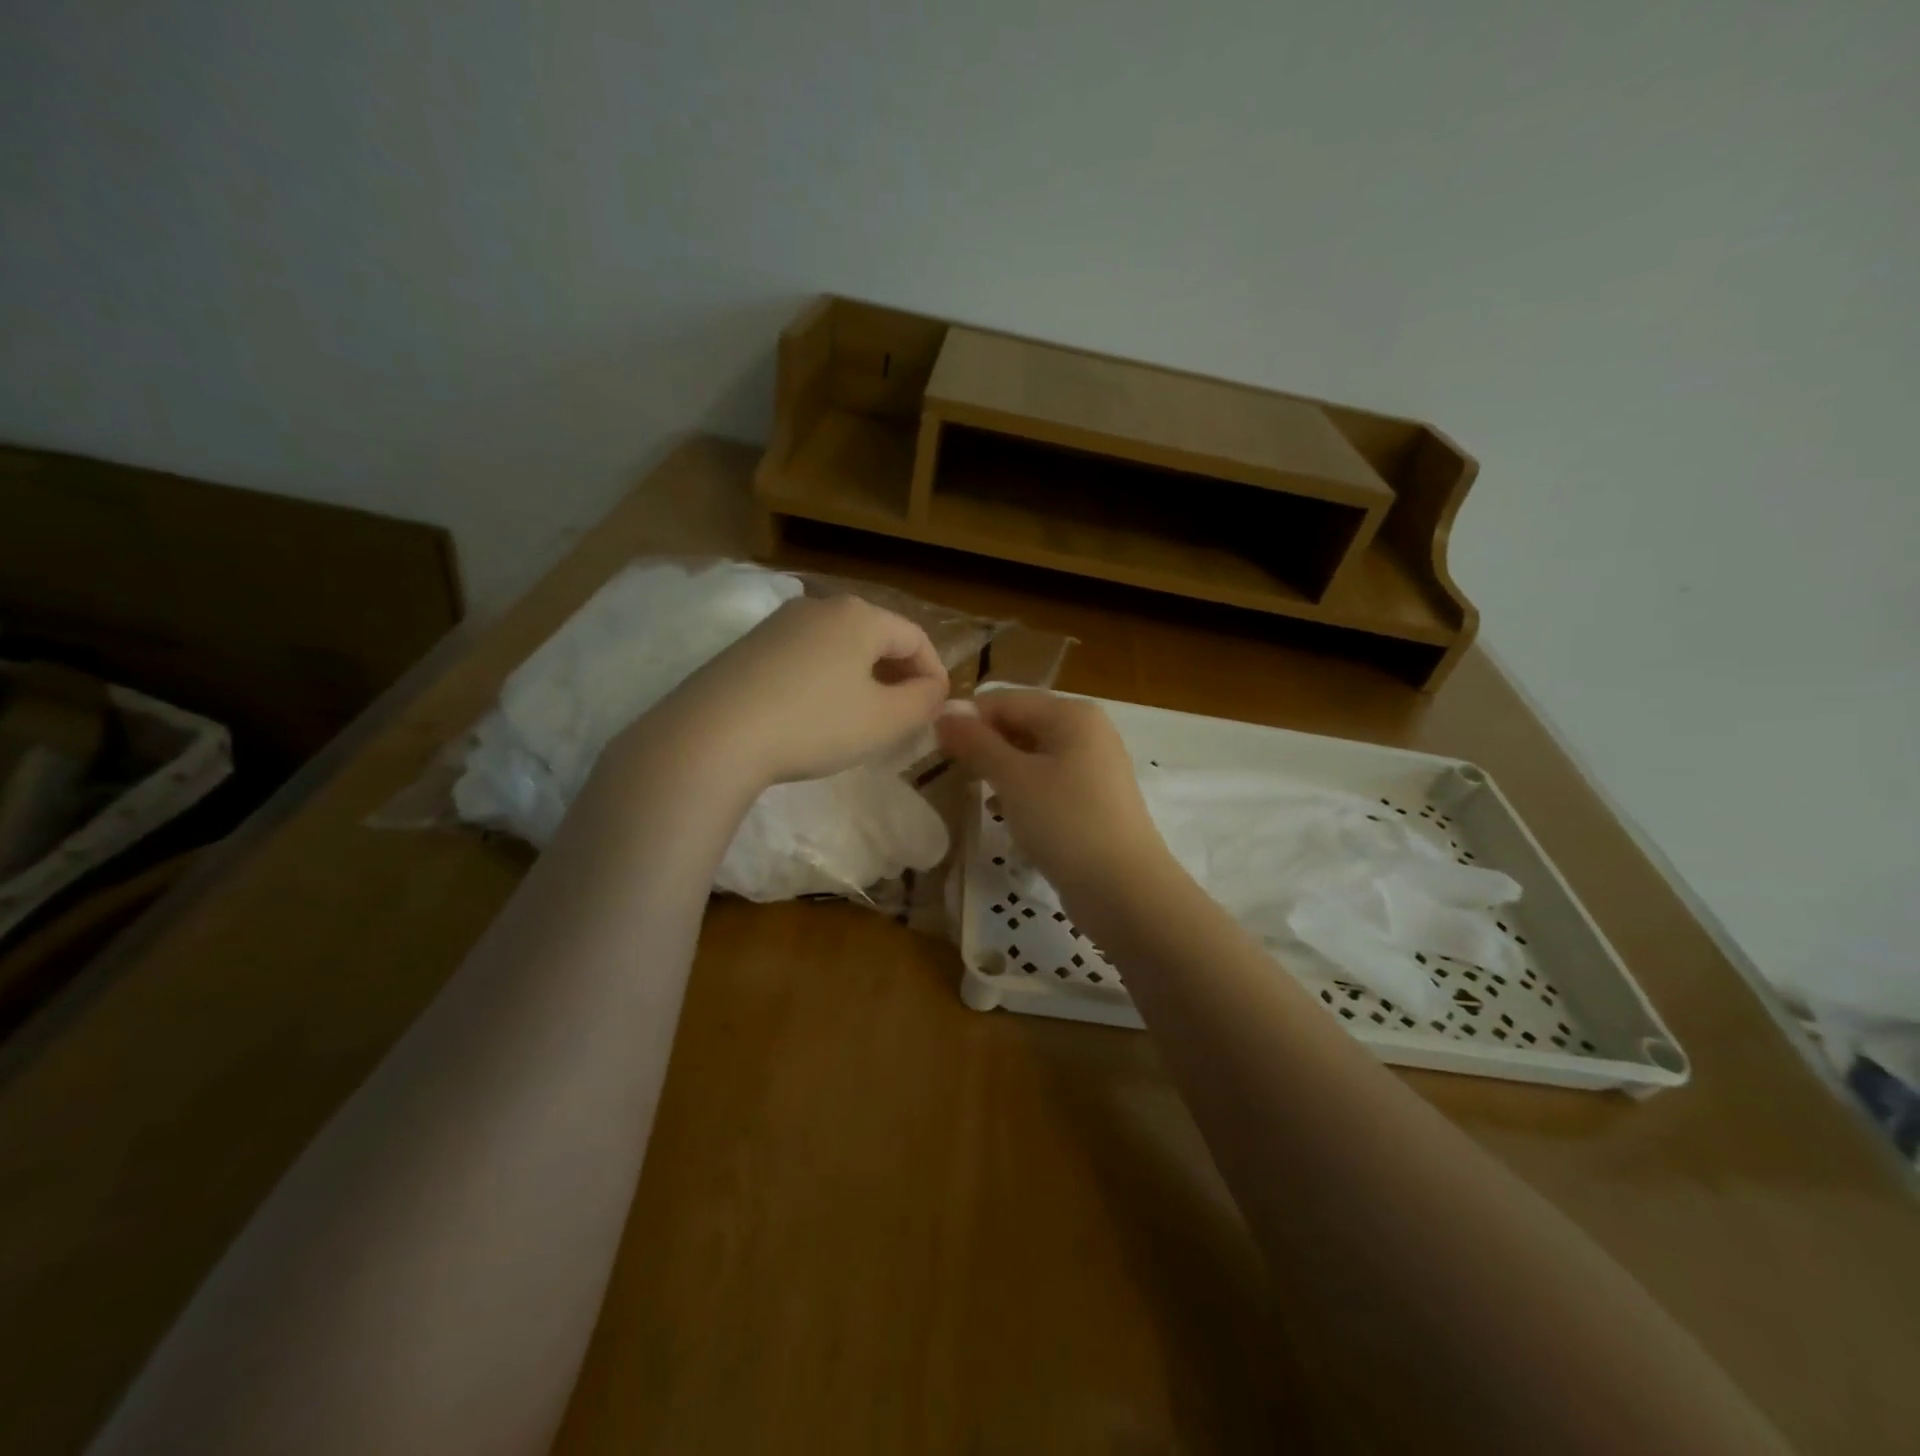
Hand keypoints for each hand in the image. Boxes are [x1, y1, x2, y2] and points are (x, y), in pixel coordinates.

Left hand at [624, 594, 948, 790]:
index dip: (934, 675)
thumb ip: (923, 702)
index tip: (935, 713)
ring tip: (861, 719)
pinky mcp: (748, 647)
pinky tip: (814, 715)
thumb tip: (934, 689)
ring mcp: (778, 624)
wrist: (712, 736)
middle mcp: (819, 605)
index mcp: (859, 615)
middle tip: (903, 718)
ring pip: (839, 647)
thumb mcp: (884, 720)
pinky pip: (805, 658)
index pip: (916, 639)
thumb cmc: (813, 724)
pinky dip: (825, 681)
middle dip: (898, 677)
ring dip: (862, 679)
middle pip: (876, 638)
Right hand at [936, 690, 1174, 899]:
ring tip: (972, 793)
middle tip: (950, 772)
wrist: (1124, 890)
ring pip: (1033, 756)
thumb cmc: (1065, 823)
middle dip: (984, 746)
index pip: (1004, 700)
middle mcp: (1087, 731)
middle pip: (1021, 724)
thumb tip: (944, 715)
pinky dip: (1023, 792)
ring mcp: (1094, 767)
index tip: (934, 748)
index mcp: (1071, 714)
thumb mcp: (1014, 779)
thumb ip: (976, 744)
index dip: (967, 719)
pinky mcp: (1094, 800)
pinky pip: (1048, 782)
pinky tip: (1002, 813)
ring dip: (1000, 770)